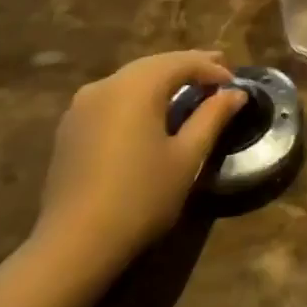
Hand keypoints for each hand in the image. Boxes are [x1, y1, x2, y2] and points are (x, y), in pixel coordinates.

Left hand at [29, 51, 247, 290]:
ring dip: (162, 79)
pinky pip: (112, 97)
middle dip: (187, 66)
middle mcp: (106, 85)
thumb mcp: (187, 157)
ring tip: (188, 88)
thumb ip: (212, 117)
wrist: (74, 244)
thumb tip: (235, 93)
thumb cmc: (141, 197)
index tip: (235, 84)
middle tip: (217, 74)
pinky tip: (151, 111)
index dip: (211, 68)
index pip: (181, 62)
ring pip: (131, 78)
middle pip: (154, 64)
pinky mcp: (70, 127)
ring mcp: (82, 105)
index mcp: (136, 87)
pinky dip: (138, 95)